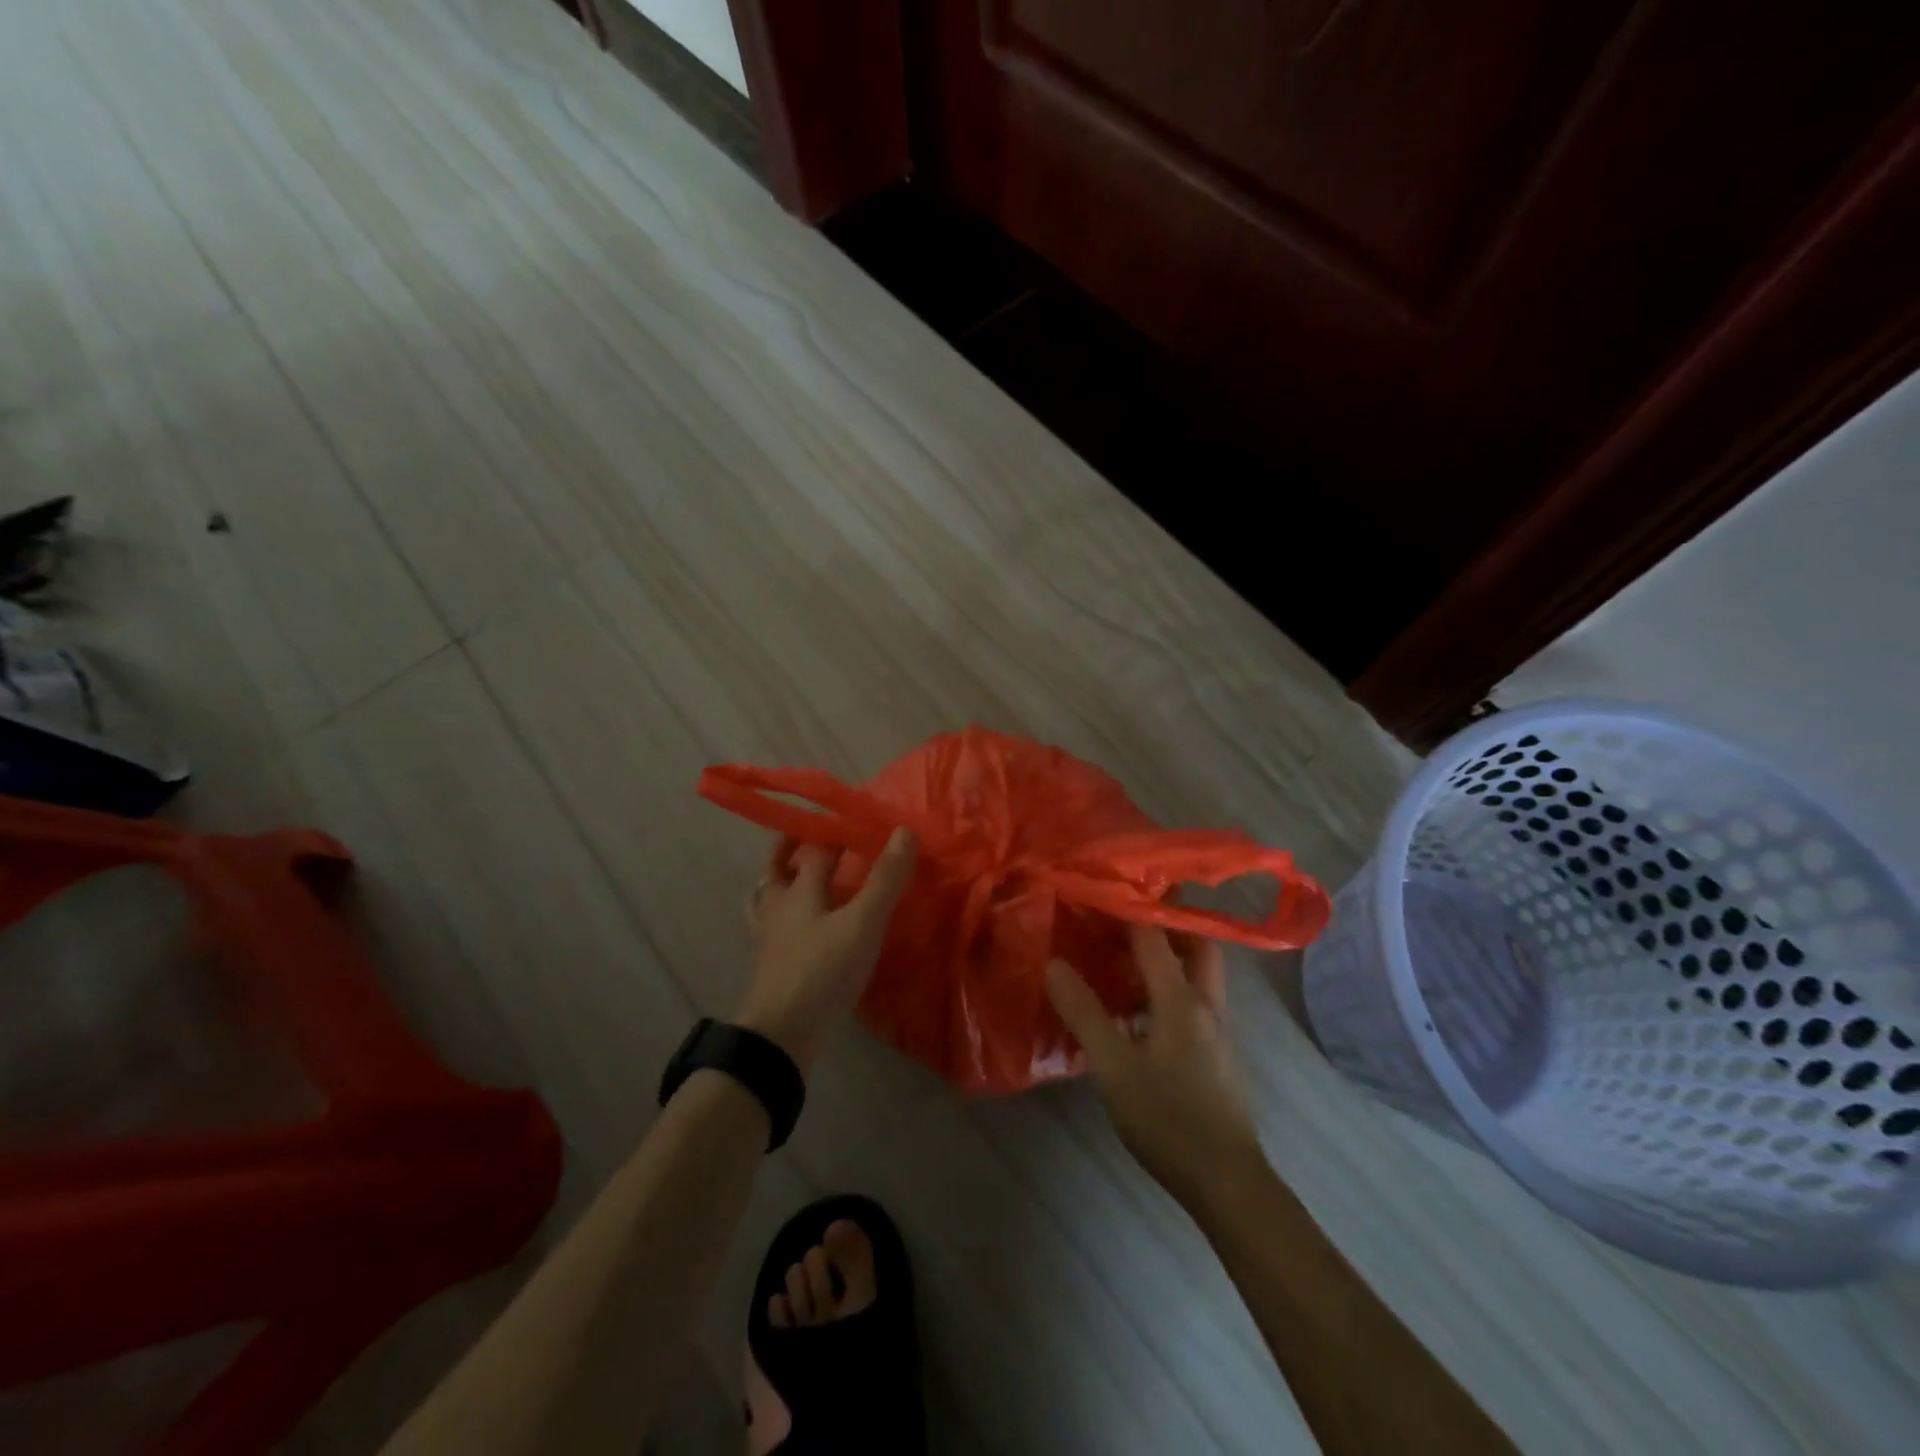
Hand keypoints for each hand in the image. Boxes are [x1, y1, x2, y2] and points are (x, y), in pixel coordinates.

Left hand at [737, 829, 916, 1071]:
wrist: (782, 1036)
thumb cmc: (823, 970)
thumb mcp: (863, 922)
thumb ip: (885, 879)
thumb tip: (905, 830)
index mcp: (799, 889)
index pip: (814, 848)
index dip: (832, 829)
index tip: (851, 817)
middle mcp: (779, 907)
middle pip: (778, 869)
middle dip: (792, 849)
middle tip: (814, 837)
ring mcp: (772, 939)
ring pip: (770, 899)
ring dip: (783, 881)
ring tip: (801, 876)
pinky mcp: (773, 966)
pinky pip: (776, 928)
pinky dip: (786, 917)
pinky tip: (805, 927)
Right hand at [1046, 925, 1265, 1208]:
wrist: (1225, 1181)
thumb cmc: (1168, 1119)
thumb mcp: (1114, 1067)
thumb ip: (1084, 1013)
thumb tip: (1053, 963)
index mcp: (1182, 999)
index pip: (1154, 937)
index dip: (1125, 909)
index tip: (1097, 890)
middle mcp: (1206, 1004)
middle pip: (1194, 945)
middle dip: (1164, 923)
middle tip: (1123, 915)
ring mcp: (1215, 1029)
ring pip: (1195, 973)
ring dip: (1165, 955)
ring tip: (1121, 952)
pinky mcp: (1213, 1052)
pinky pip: (1190, 999)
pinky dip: (1165, 986)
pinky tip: (1135, 1006)